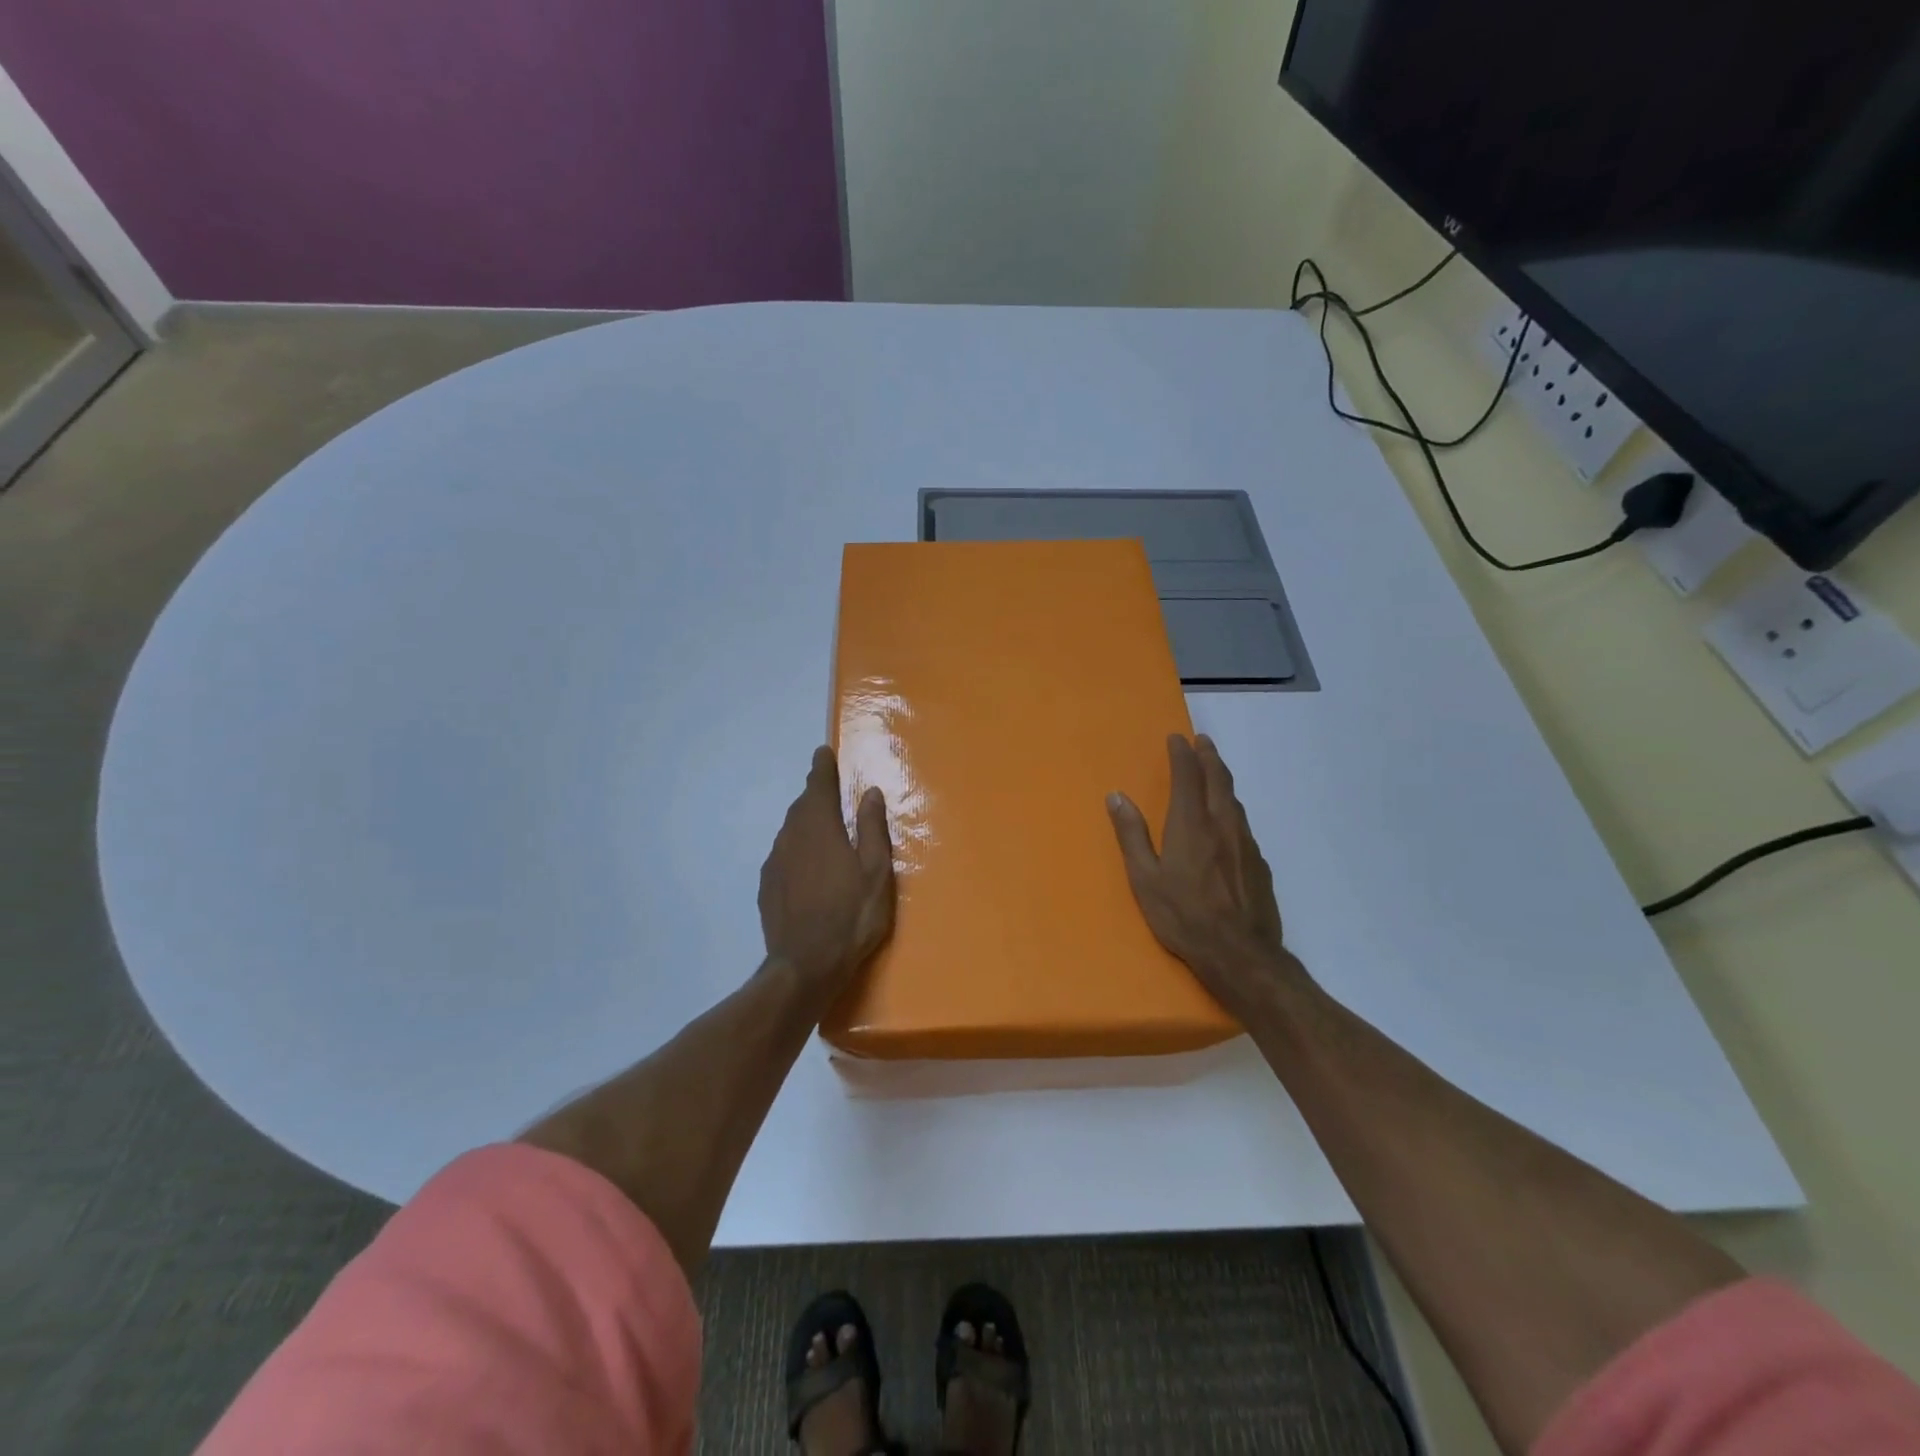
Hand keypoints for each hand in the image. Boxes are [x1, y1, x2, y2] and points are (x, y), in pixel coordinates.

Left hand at [759, 746, 895, 997]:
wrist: (805, 966)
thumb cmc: (851, 914)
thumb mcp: (876, 870)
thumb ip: (872, 828)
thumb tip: (869, 792)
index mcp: (820, 826)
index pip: (818, 784)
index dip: (822, 767)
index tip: (824, 752)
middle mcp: (791, 836)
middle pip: (802, 806)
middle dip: (816, 794)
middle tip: (830, 790)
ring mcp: (774, 862)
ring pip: (791, 831)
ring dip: (806, 823)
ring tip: (824, 830)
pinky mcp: (767, 887)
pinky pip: (783, 855)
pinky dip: (796, 850)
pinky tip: (808, 867)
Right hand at [1107, 734, 1301, 1010]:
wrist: (1240, 954)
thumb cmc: (1183, 917)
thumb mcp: (1145, 879)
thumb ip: (1131, 835)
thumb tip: (1116, 796)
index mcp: (1191, 824)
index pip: (1188, 776)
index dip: (1182, 754)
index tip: (1177, 738)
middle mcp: (1222, 825)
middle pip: (1219, 779)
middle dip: (1209, 756)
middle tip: (1202, 741)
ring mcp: (1246, 843)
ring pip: (1234, 800)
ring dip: (1223, 779)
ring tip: (1215, 771)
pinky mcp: (1260, 863)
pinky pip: (1244, 824)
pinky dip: (1232, 808)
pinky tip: (1228, 820)